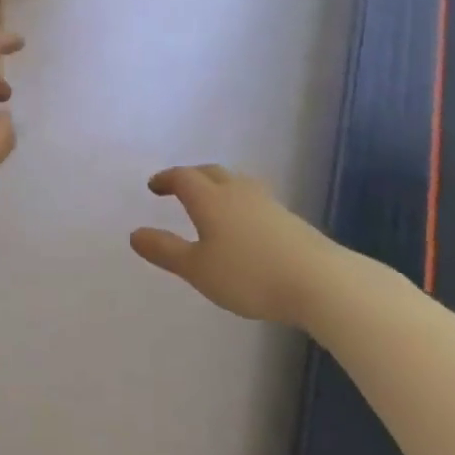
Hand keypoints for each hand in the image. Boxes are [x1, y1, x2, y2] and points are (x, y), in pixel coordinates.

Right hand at [131, 165, 338, 326]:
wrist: (319, 281)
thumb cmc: (249, 274)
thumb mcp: (197, 269)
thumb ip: (165, 250)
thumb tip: (135, 233)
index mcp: (210, 199)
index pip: (183, 177)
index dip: (166, 179)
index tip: (154, 186)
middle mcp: (238, 192)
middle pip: (211, 172)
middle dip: (191, 176)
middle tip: (178, 187)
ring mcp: (267, 203)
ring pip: (236, 183)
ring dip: (218, 186)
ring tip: (210, 201)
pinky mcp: (288, 219)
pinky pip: (254, 199)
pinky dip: (238, 202)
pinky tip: (243, 223)